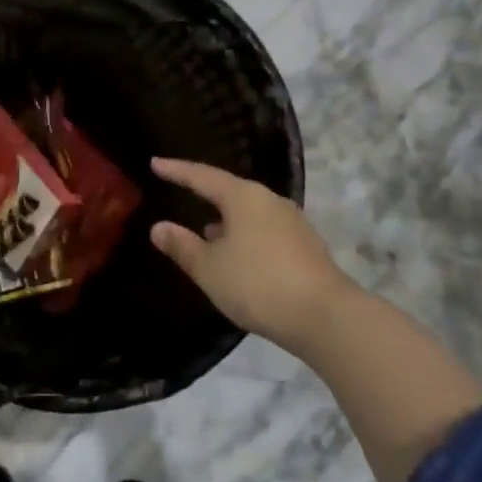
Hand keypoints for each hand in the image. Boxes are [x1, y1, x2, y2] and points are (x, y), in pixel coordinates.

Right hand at [149, 157, 350, 345]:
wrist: (326, 318)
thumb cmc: (258, 284)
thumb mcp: (209, 268)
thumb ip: (181, 246)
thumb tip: (158, 227)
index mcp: (243, 197)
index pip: (202, 176)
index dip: (176, 171)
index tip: (155, 163)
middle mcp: (270, 201)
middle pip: (230, 190)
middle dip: (205, 193)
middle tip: (182, 191)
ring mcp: (292, 222)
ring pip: (249, 212)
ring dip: (226, 219)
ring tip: (206, 230)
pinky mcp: (306, 246)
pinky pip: (265, 230)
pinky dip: (245, 235)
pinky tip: (238, 254)